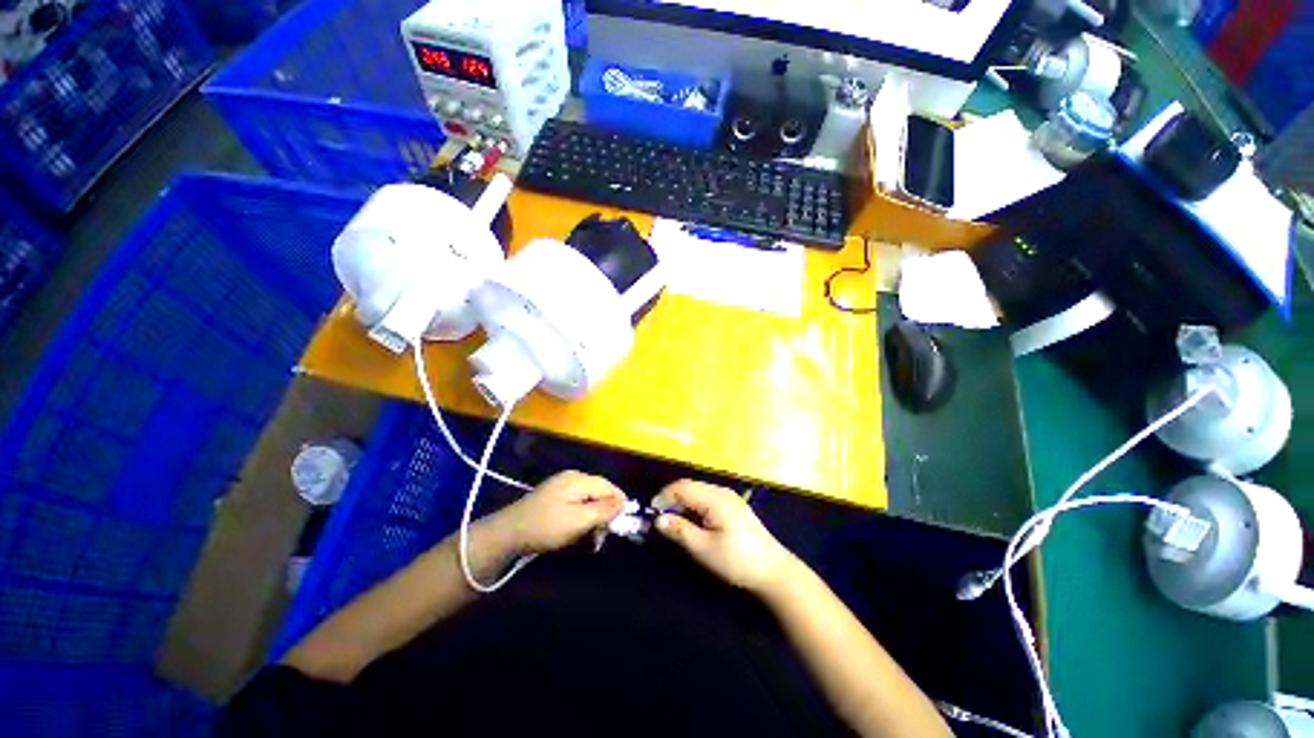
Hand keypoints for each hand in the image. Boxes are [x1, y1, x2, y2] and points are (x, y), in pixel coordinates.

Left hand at [490, 471, 625, 554]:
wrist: (507, 534)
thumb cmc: (545, 527)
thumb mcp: (577, 521)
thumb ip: (603, 510)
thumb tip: (624, 502)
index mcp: (578, 479)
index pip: (608, 486)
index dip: (619, 503)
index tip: (621, 524)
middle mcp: (572, 477)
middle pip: (599, 491)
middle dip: (605, 512)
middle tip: (603, 536)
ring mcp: (562, 485)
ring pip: (589, 498)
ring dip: (594, 517)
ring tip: (592, 537)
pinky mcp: (555, 495)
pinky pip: (578, 502)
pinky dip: (583, 516)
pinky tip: (579, 530)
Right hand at [653, 480, 800, 596]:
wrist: (774, 571)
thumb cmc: (737, 560)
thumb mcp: (704, 548)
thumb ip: (680, 531)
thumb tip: (658, 519)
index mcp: (715, 498)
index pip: (682, 487)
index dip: (664, 496)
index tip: (652, 514)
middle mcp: (722, 491)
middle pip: (690, 487)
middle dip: (672, 499)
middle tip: (661, 520)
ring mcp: (729, 497)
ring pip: (698, 492)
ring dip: (683, 503)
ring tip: (674, 522)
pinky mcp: (733, 506)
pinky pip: (707, 498)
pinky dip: (695, 506)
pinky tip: (693, 522)